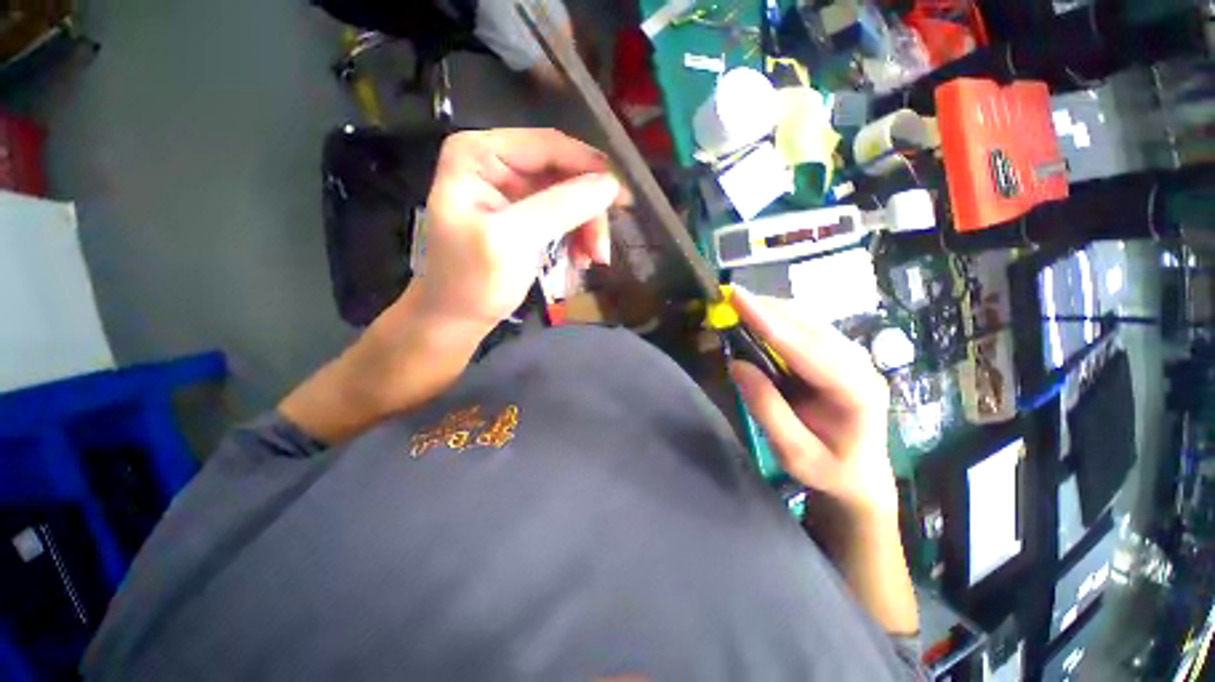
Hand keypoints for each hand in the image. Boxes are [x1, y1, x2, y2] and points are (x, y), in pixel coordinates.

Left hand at [415, 128, 625, 333]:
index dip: (590, 167)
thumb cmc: (472, 281)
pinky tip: (581, 259)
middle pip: (563, 173)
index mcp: (479, 154)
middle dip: (588, 211)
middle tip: (601, 249)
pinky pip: (565, 216)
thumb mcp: (512, 240)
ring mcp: (514, 191)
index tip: (622, 195)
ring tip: (592, 261)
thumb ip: (560, 207)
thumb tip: (610, 184)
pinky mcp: (526, 215)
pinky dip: (578, 237)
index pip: (547, 146)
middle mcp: (497, 164)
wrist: (458, 317)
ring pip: (570, 197)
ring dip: (587, 228)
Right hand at [727, 288, 896, 518]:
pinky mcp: (840, 354)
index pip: (804, 348)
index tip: (736, 297)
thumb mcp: (794, 453)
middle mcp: (859, 364)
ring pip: (807, 320)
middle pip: (807, 324)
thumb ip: (767, 409)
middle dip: (765, 308)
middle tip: (726, 300)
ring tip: (737, 307)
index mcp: (855, 391)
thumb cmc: (830, 472)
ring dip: (770, 310)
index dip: (767, 321)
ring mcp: (853, 356)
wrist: (862, 477)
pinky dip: (778, 319)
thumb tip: (737, 365)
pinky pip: (806, 327)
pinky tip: (758, 321)